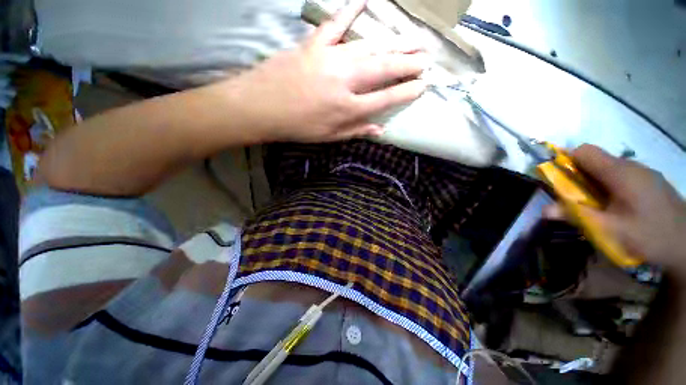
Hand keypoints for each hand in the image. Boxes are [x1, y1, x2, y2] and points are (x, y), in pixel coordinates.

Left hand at [223, 0, 427, 142]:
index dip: (406, 92)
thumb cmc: (297, 127)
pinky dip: (350, 10)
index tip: (423, 85)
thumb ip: (356, 131)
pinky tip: (365, 0)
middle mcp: (345, 80)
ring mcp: (330, 58)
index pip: (386, 98)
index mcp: (347, 108)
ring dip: (394, 42)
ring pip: (369, 46)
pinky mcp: (314, 44)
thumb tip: (381, 130)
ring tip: (413, 39)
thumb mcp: (329, 137)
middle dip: (408, 63)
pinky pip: (335, 24)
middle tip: (427, 57)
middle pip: (384, 68)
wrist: (261, 107)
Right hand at [545, 144, 685, 273]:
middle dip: (578, 175)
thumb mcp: (610, 230)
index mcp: (620, 172)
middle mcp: (631, 166)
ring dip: (593, 182)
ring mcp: (643, 173)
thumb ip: (577, 216)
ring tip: (595, 206)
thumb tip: (544, 210)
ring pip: (608, 168)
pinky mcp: (649, 181)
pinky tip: (616, 206)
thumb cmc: (650, 236)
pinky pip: (621, 176)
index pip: (584, 151)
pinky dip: (609, 186)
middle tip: (575, 199)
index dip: (566, 161)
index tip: (559, 180)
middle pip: (595, 160)